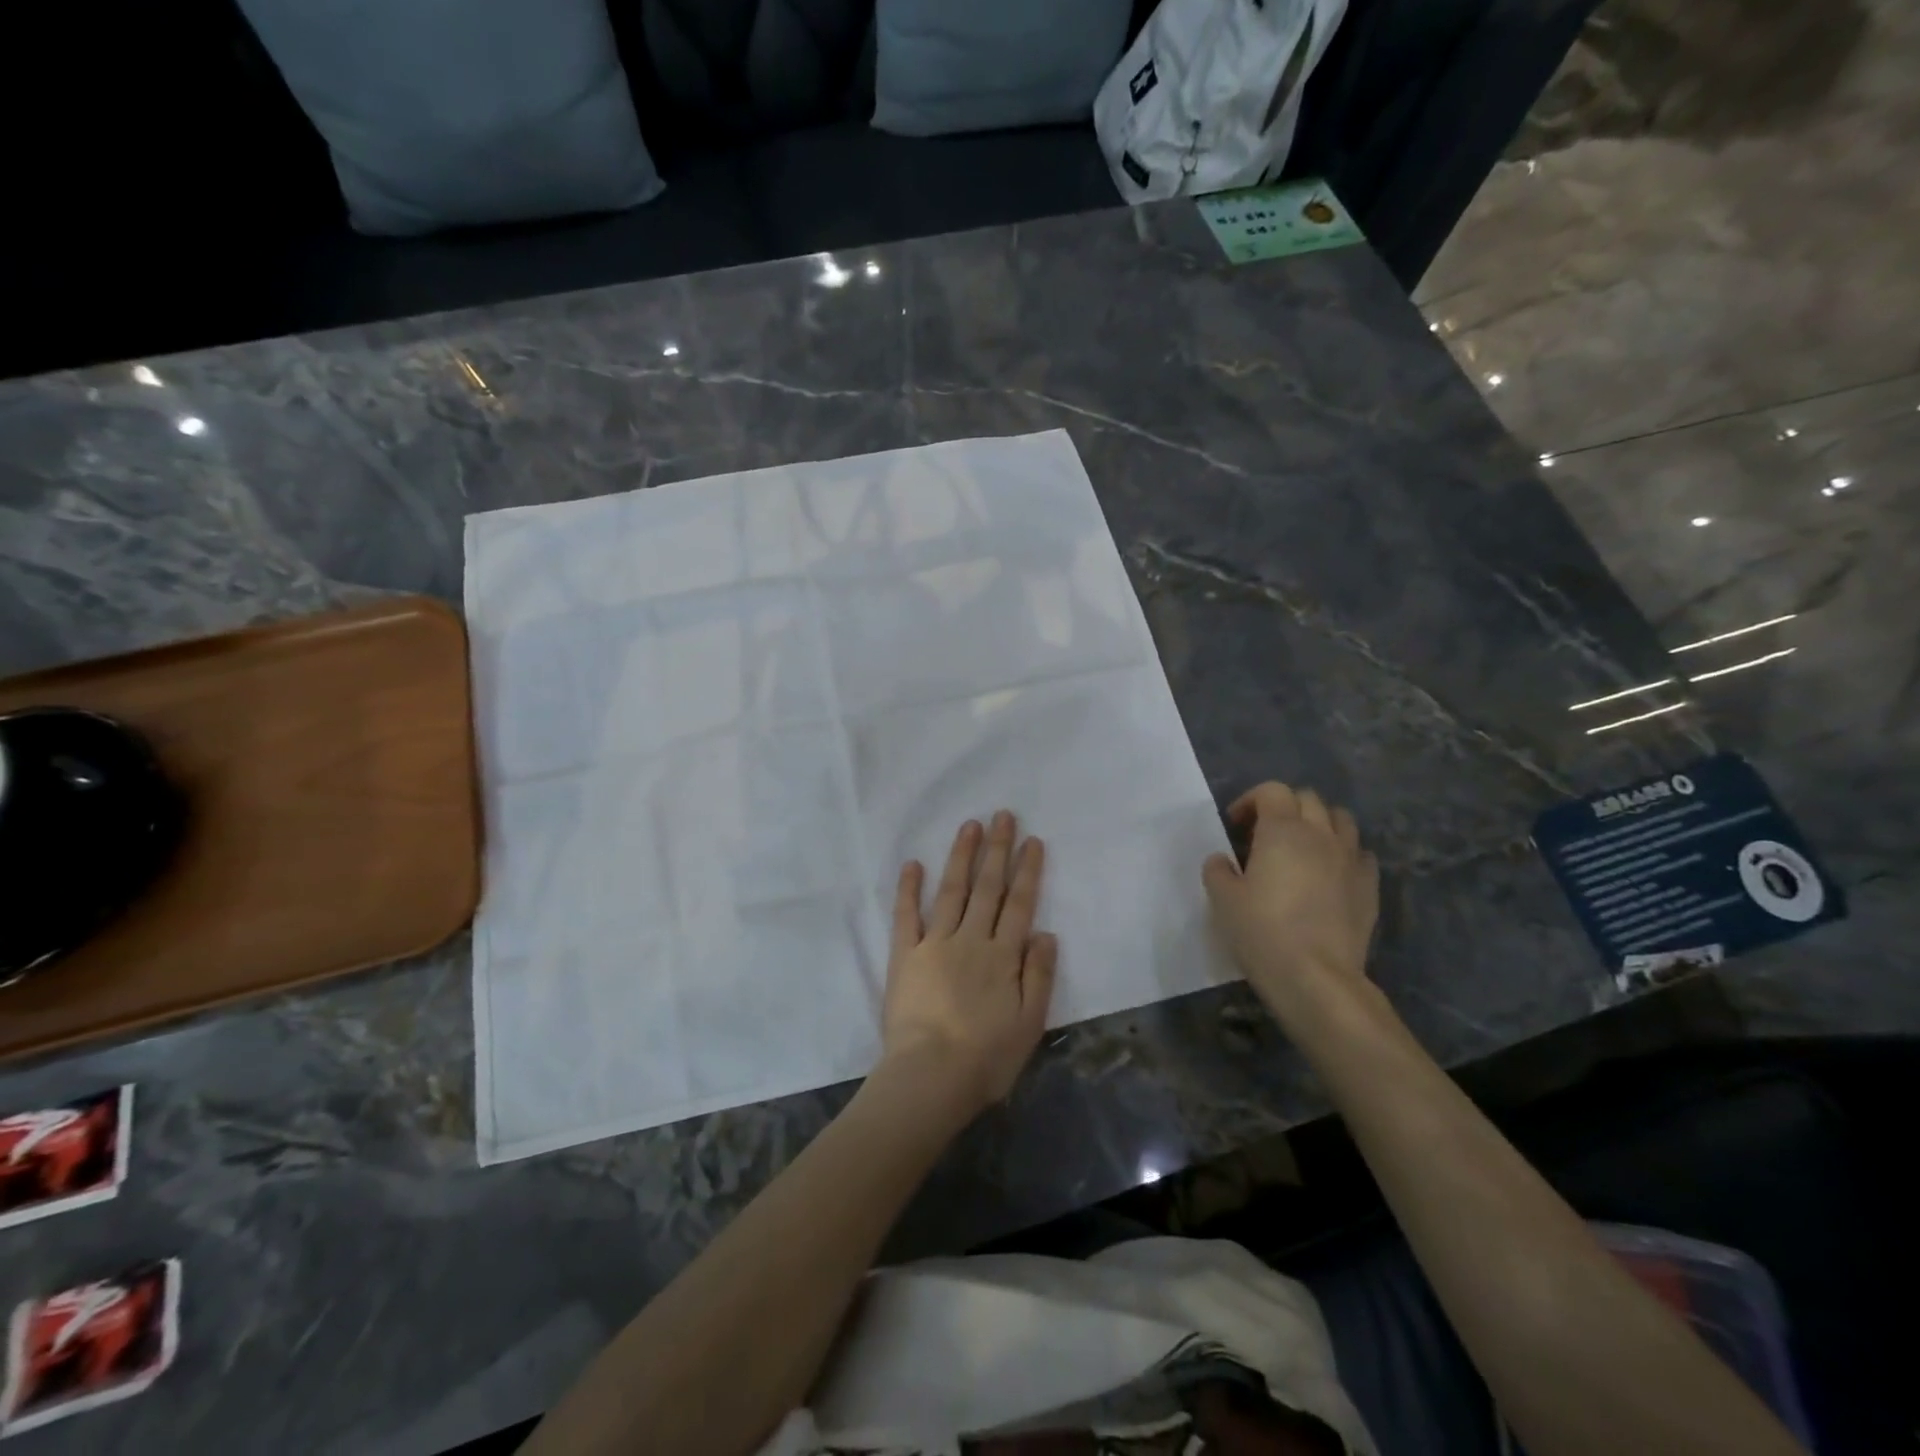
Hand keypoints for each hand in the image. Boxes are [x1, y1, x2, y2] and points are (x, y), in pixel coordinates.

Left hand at [880, 812, 1056, 1116]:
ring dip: (962, 856)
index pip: (1019, 904)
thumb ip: (1039, 976)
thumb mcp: (1029, 1024)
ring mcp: (935, 943)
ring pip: (952, 891)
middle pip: (988, 888)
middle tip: (1002, 815)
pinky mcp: (905, 955)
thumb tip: (1046, 932)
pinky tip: (913, 864)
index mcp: (1004, 957)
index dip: (1027, 871)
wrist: (930, 1076)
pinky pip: (906, 915)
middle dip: (997, 850)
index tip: (1032, 840)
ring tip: (970, 826)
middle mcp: (972, 940)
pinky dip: (909, 889)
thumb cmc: (986, 1058)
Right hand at [1202, 783, 1378, 1022]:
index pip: (1272, 791)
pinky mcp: (1369, 887)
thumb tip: (1222, 860)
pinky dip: (1344, 853)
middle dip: (1285, 807)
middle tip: (1265, 834)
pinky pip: (1360, 853)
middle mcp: (1321, 835)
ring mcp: (1350, 860)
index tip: (1235, 826)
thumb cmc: (1262, 931)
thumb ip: (1218, 870)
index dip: (1250, 801)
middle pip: (1308, 799)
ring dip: (1319, 824)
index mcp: (1282, 830)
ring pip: (1341, 820)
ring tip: (1302, 848)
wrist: (1316, 977)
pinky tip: (1330, 874)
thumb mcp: (1222, 899)